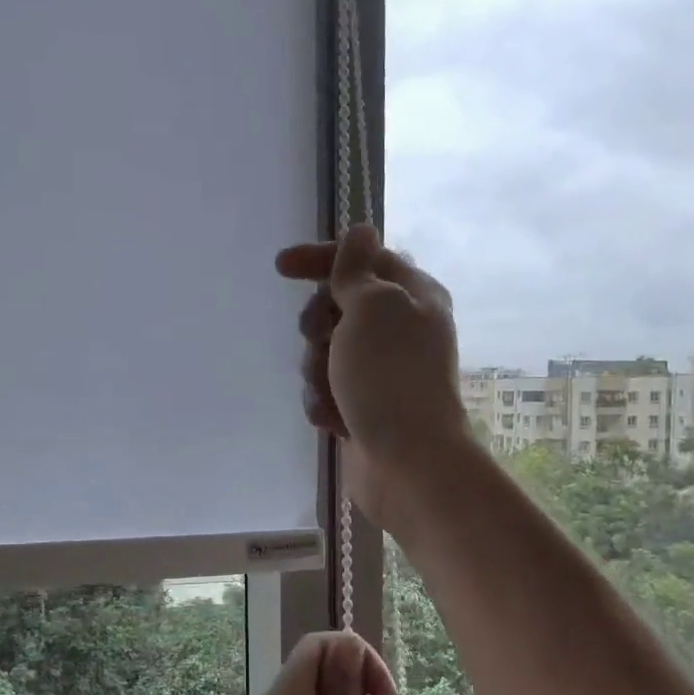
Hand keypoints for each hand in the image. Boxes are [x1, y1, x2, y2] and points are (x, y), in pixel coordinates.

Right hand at [276, 225, 470, 523]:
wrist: (408, 463)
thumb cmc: (390, 377)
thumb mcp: (372, 308)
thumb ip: (357, 269)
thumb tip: (361, 231)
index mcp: (411, 296)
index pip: (361, 259)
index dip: (321, 258)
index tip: (282, 267)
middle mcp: (398, 329)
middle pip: (336, 307)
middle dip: (317, 326)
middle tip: (321, 342)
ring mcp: (379, 372)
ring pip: (324, 352)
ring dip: (316, 370)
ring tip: (331, 392)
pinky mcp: (362, 407)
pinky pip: (325, 390)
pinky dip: (322, 401)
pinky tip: (332, 420)